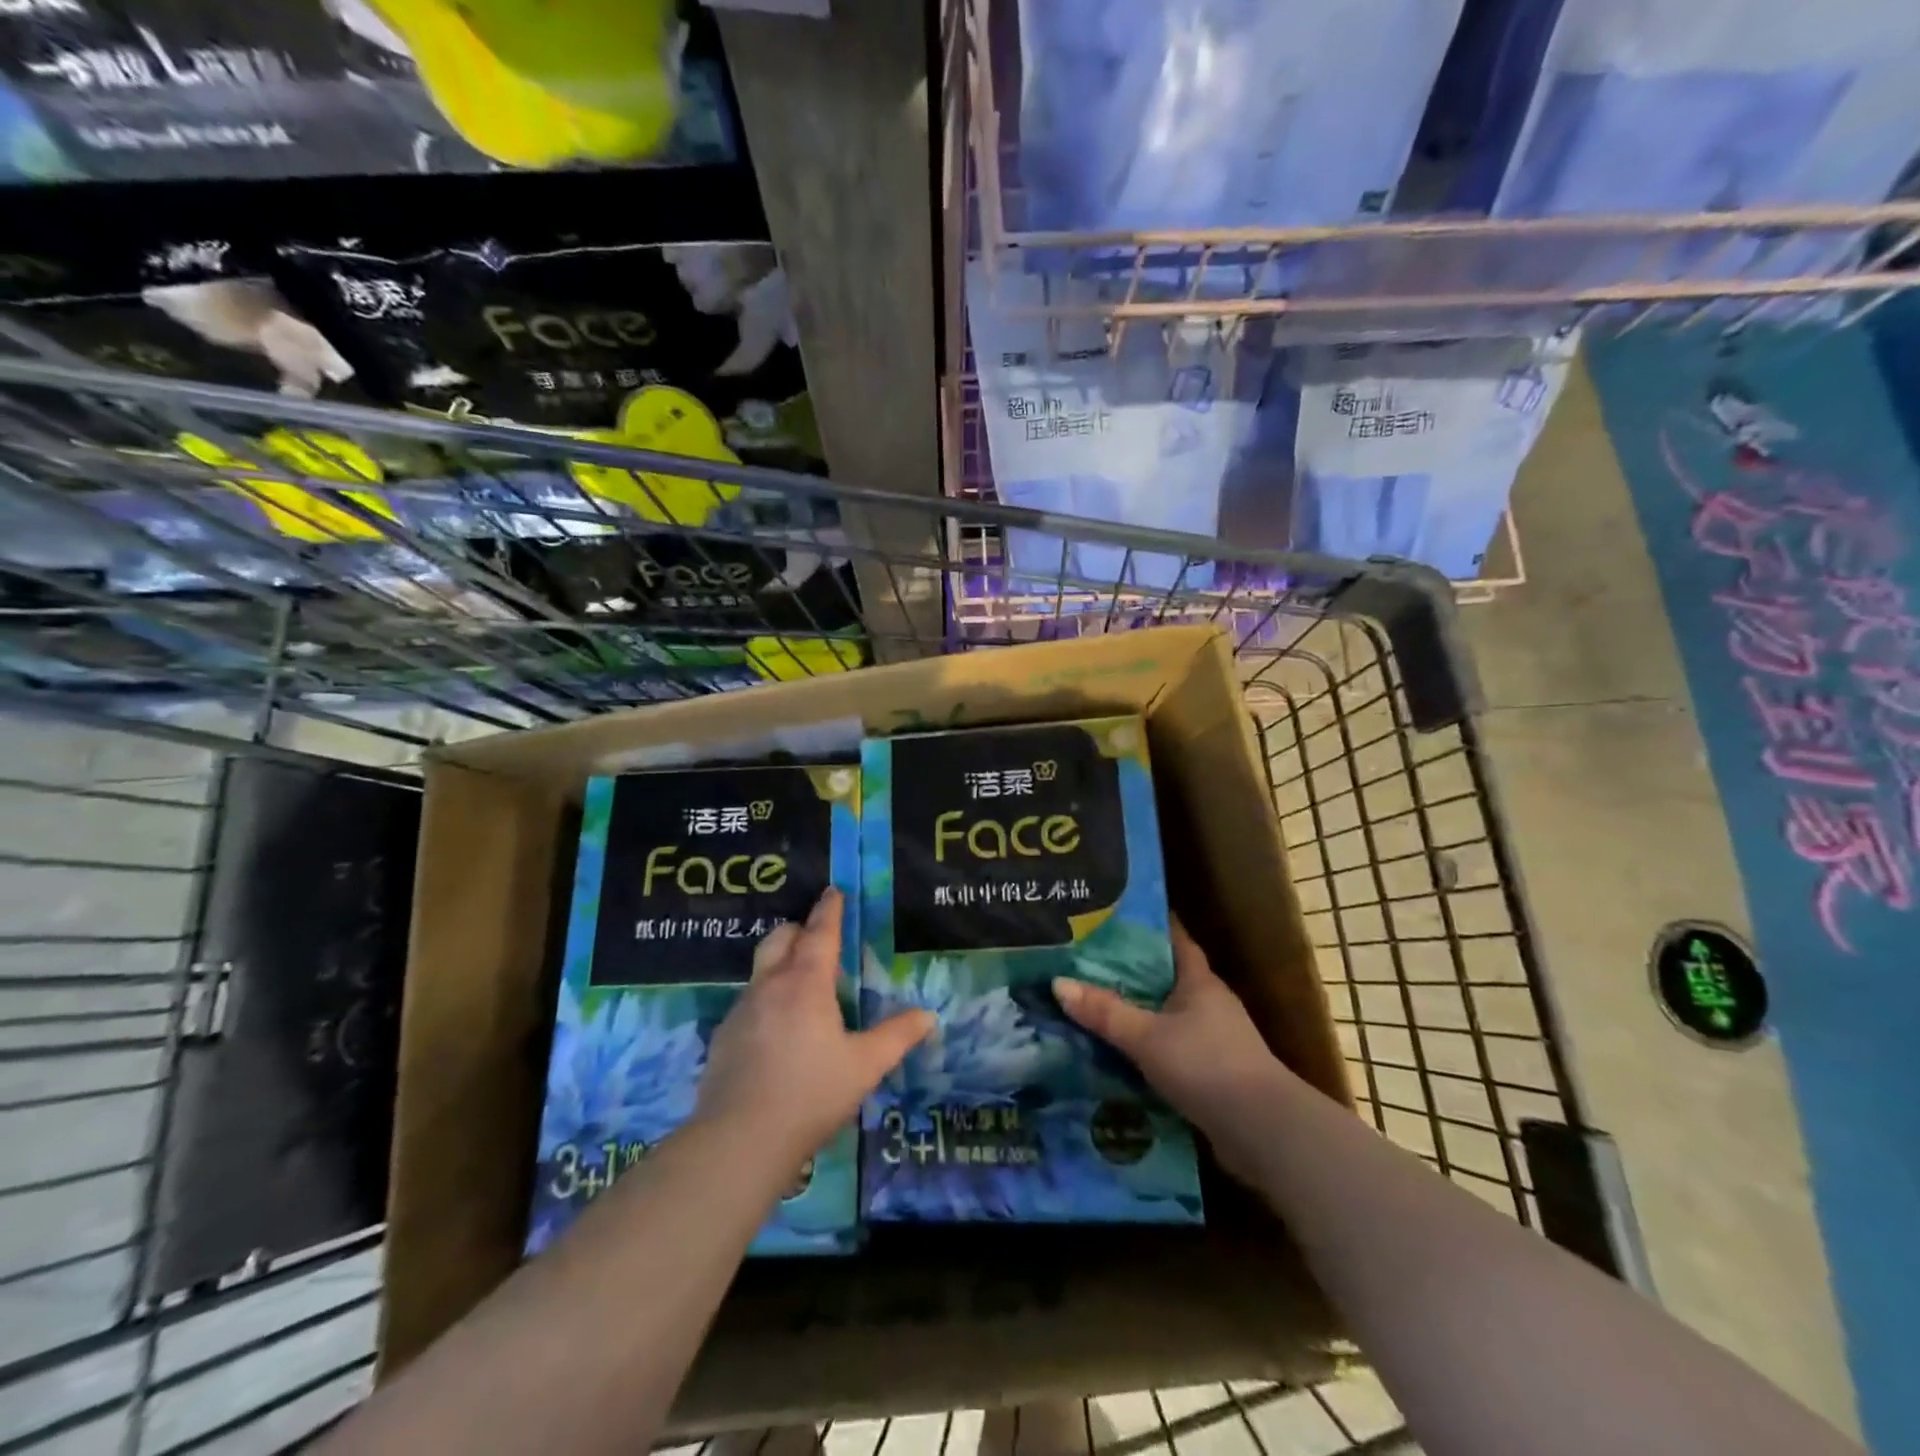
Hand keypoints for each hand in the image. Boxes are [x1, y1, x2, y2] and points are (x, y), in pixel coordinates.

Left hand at [697, 888, 933, 1167]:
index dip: (829, 910)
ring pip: (761, 970)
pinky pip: (748, 1002)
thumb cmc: (810, 1094)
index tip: (834, 891)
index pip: (820, 933)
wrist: (738, 1141)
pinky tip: (776, 1034)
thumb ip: (896, 1037)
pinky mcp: (722, 1037)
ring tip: (802, 989)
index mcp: (806, 984)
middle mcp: (770, 986)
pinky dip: (766, 1001)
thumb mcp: (864, 1066)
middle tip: (819, 940)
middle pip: (780, 938)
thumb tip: (928, 1016)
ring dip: (781, 965)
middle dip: (799, 930)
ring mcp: (741, 1010)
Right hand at [1053, 921, 1294, 1181]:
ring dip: (1135, 1012)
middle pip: (1164, 977)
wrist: (1264, 1132)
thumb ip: (1104, 1012)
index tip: (1112, 915)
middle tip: (1083, 960)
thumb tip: (1057, 982)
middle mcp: (1208, 1003)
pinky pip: (1168, 1048)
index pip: (1174, 938)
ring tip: (1089, 1005)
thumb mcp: (1147, 1036)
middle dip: (1128, 970)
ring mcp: (1213, 1039)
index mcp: (1199, 981)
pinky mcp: (1211, 1073)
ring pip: (1165, 1014)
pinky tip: (1114, 1053)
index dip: (1147, 925)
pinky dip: (1144, 1047)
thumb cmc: (1207, 1066)